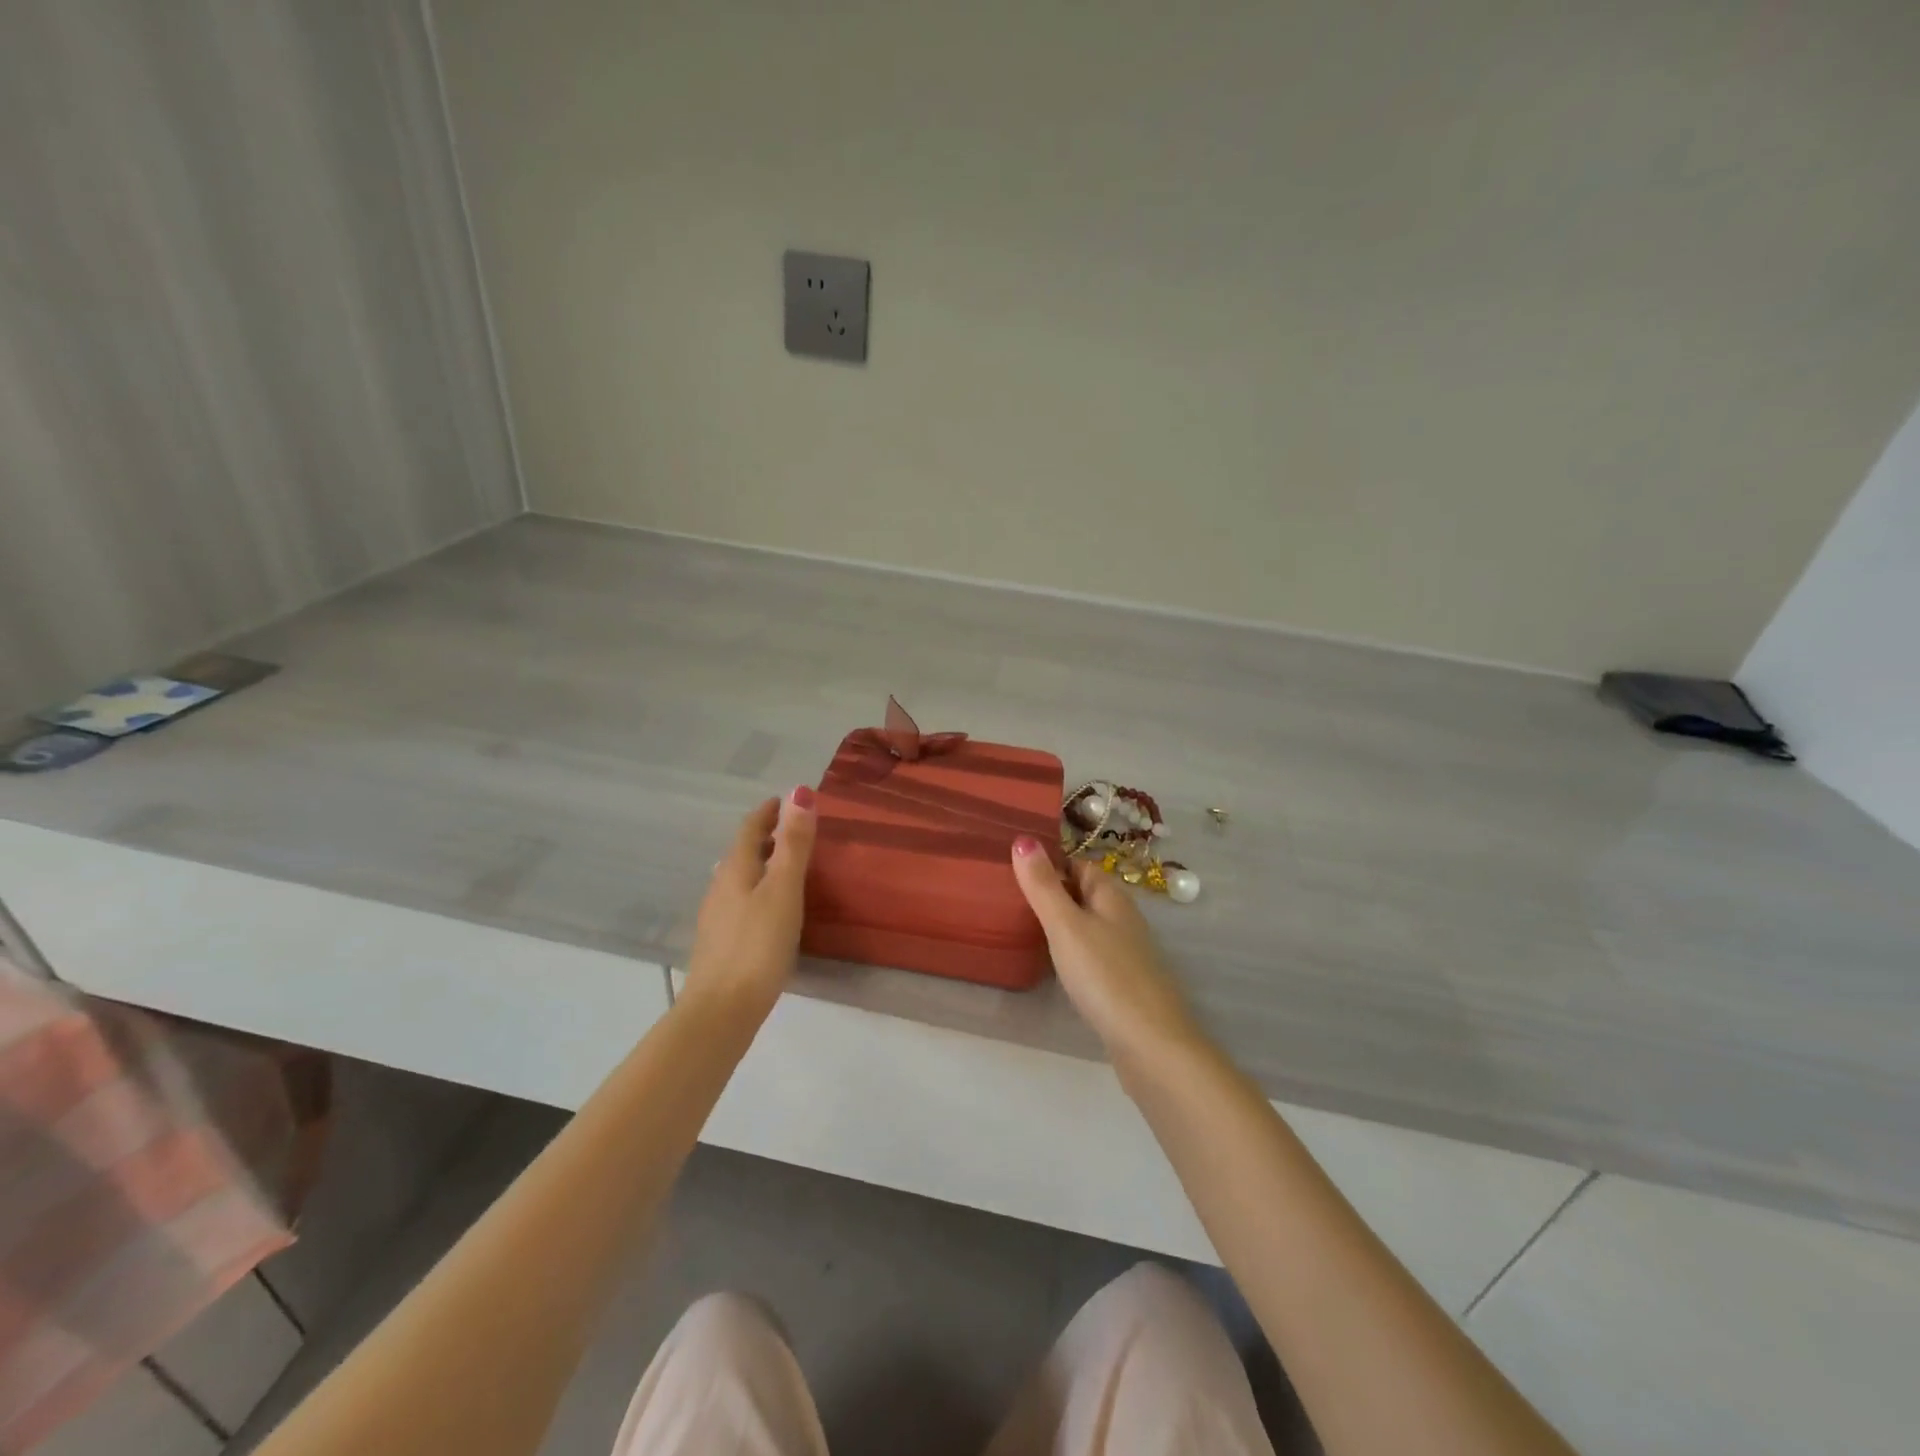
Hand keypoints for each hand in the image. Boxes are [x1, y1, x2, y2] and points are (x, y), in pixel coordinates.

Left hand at [682, 789, 817, 1015]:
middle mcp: (721, 887)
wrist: (721, 1011)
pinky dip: (759, 891)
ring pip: (740, 879)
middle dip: (766, 837)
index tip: (785, 800)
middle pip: (743, 852)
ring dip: (762, 865)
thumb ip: (794, 843)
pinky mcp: (721, 944)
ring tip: (786, 866)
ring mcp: (718, 917)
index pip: (749, 829)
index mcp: (736, 870)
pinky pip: (741, 902)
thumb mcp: (784, 890)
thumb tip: (799, 791)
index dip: (767, 812)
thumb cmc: (758, 945)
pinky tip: (771, 910)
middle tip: (792, 830)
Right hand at [1011, 838, 1207, 1074]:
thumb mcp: (1066, 925)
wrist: (1151, 1044)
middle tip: (1007, 894)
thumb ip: (1043, 885)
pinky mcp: (1123, 985)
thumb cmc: (1105, 976)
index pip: (1079, 864)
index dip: (1050, 861)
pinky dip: (1071, 952)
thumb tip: (1023, 838)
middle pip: (1083, 894)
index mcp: (1111, 897)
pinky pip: (1091, 955)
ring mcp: (1126, 953)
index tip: (1013, 863)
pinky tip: (1052, 966)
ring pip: (1088, 926)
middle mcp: (1123, 919)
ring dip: (1060, 923)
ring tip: (1020, 926)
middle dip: (1052, 891)